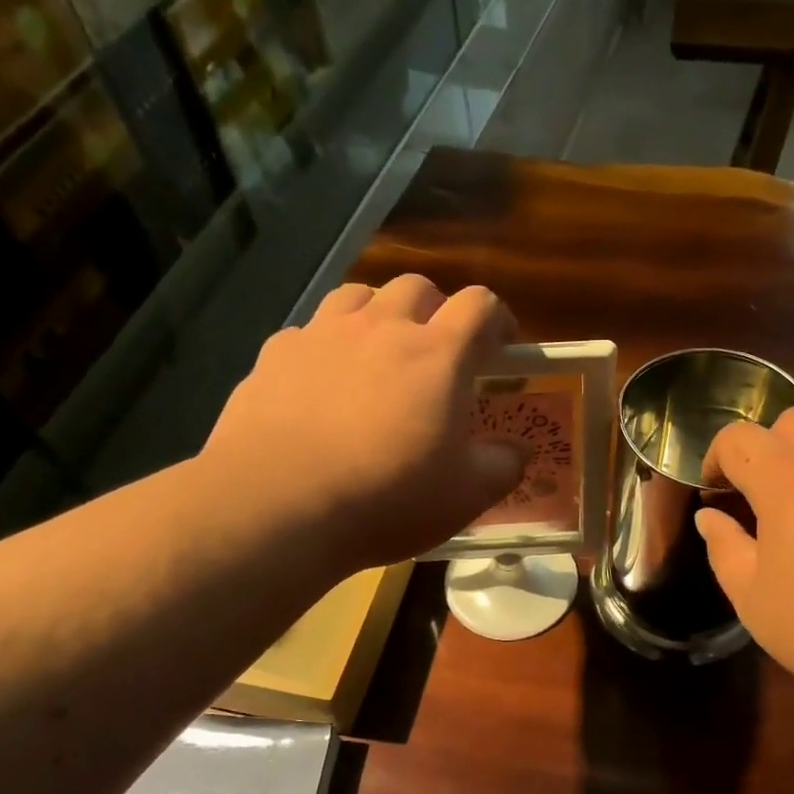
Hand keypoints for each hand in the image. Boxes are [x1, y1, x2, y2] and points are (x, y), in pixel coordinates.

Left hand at [200, 275, 526, 570]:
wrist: (278, 506)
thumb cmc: (387, 499)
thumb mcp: (466, 495)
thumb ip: (503, 465)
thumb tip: (519, 450)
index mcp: (438, 355)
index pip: (479, 305)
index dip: (497, 318)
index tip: (501, 345)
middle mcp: (381, 328)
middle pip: (417, 287)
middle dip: (437, 310)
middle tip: (439, 352)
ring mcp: (322, 335)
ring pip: (359, 295)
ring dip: (379, 314)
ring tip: (380, 353)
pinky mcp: (274, 355)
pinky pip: (310, 331)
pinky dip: (328, 345)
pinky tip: (324, 383)